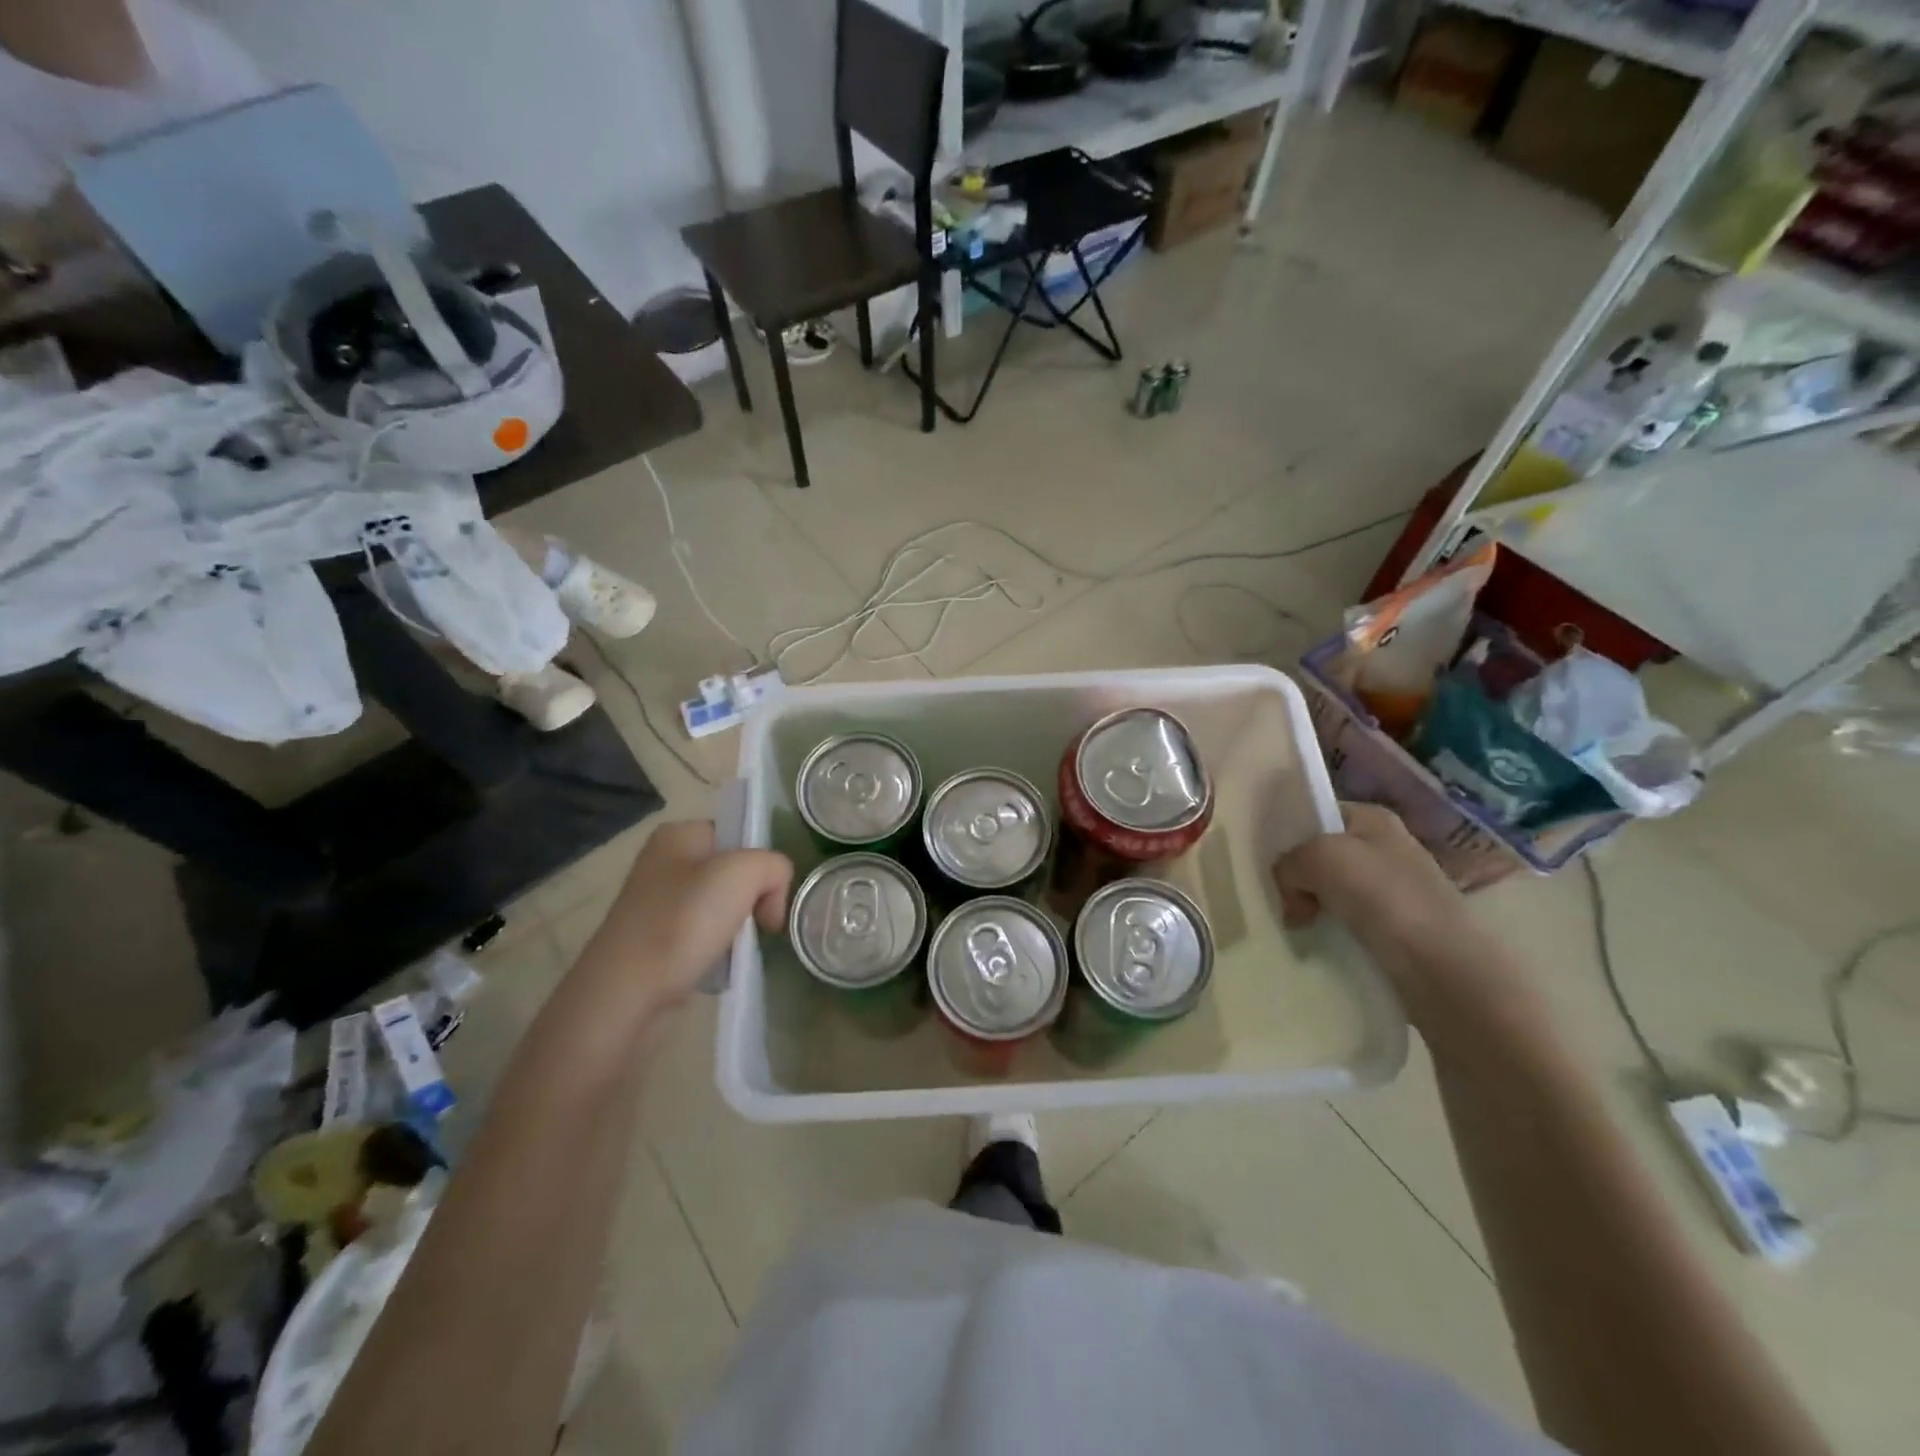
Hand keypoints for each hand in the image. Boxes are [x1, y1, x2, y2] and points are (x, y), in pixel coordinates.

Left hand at [577, 820, 792, 1018]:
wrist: (625, 992)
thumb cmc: (683, 922)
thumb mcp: (744, 874)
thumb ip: (774, 867)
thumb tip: (771, 898)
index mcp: (679, 834)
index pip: (740, 834)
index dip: (762, 862)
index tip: (768, 896)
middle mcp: (663, 861)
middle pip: (733, 871)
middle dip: (753, 897)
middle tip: (759, 924)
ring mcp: (656, 901)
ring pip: (721, 904)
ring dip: (737, 925)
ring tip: (736, 948)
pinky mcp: (653, 938)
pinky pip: (703, 933)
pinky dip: (718, 947)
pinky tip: (717, 963)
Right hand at [1271, 803, 1492, 1000]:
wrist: (1443, 967)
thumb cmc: (1383, 897)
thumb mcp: (1319, 858)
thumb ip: (1289, 864)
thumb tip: (1293, 895)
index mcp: (1374, 818)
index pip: (1319, 815)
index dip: (1292, 835)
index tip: (1270, 863)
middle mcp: (1388, 847)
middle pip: (1324, 855)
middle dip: (1299, 876)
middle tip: (1281, 900)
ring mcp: (1397, 889)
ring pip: (1334, 891)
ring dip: (1313, 907)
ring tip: (1296, 925)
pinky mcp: (1400, 928)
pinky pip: (1350, 922)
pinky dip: (1332, 931)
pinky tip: (1320, 943)